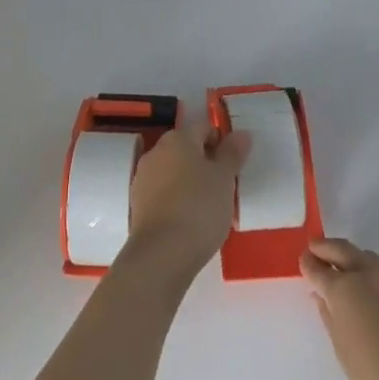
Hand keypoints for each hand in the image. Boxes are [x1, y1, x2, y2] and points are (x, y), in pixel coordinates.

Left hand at [121, 116, 250, 282]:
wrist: (162, 253)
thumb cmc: (199, 208)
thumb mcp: (224, 179)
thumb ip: (232, 154)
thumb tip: (241, 133)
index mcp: (178, 138)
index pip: (203, 127)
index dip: (221, 141)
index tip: (233, 165)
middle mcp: (157, 151)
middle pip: (185, 147)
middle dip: (204, 161)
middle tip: (223, 185)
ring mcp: (143, 176)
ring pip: (172, 169)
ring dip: (188, 179)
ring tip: (207, 205)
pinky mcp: (137, 202)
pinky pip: (162, 190)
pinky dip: (175, 197)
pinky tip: (187, 218)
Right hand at [302, 238, 378, 379]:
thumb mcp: (343, 351)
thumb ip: (330, 316)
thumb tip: (321, 296)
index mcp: (344, 289)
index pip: (318, 267)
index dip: (308, 264)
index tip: (304, 262)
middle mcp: (370, 275)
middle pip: (343, 249)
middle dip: (327, 248)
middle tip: (317, 250)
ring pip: (370, 259)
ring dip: (355, 260)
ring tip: (349, 274)